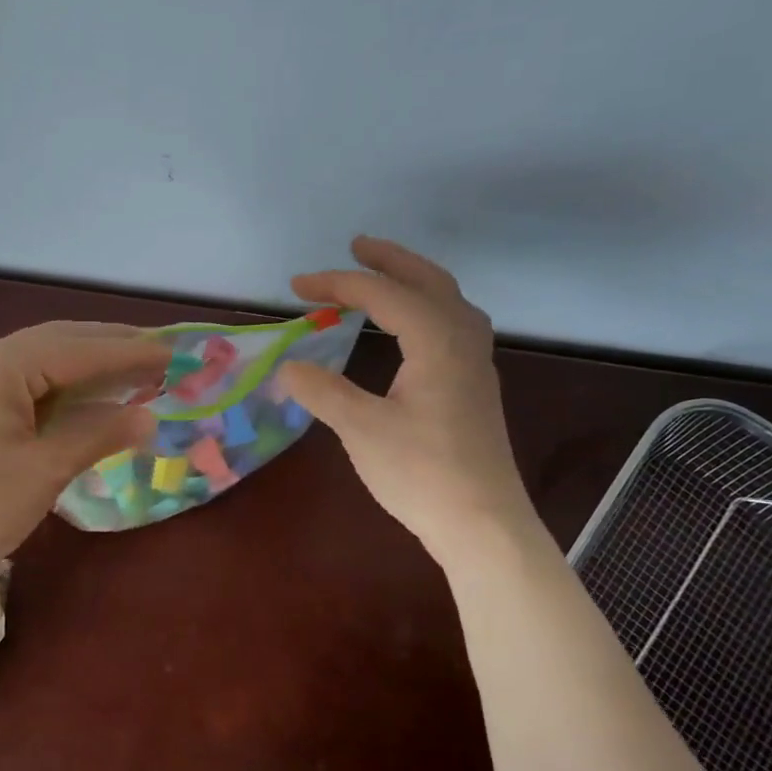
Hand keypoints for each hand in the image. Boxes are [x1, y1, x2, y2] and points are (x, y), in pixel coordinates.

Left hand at [0, 321, 167, 572]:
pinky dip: (58, 383)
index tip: (171, 353)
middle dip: (108, 346)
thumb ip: (97, 434)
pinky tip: (83, 393)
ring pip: (38, 358)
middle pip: (57, 341)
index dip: (128, 352)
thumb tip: (147, 418)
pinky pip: (21, 379)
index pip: (77, 350)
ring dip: (84, 362)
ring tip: (130, 368)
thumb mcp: (45, 470)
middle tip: (157, 353)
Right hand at [279, 237, 536, 560]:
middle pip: (429, 281)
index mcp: (436, 341)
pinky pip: (454, 324)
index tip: (296, 286)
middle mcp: (462, 341)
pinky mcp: (475, 388)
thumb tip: (289, 366)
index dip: (337, 284)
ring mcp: (475, 364)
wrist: (482, 523)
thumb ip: (323, 391)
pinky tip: (412, 329)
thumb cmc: (422, 472)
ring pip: (449, 301)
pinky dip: (427, 308)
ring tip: (383, 278)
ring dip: (414, 281)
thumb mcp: (361, 429)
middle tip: (356, 247)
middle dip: (390, 260)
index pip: (382, 295)